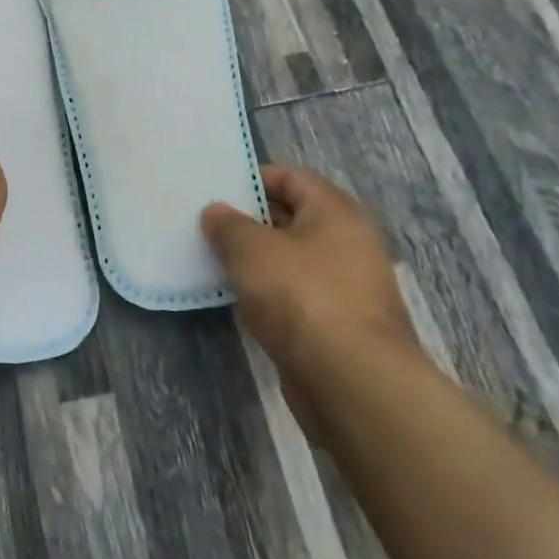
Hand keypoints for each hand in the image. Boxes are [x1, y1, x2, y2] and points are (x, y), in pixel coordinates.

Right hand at [202, 165, 423, 437]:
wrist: (353, 381)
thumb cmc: (301, 296)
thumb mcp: (251, 249)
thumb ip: (228, 224)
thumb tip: (216, 212)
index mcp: (336, 212)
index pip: (291, 177)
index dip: (252, 180)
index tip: (215, 190)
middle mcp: (349, 243)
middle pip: (291, 218)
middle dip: (249, 222)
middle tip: (206, 226)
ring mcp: (347, 287)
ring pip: (292, 261)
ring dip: (256, 262)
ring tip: (213, 261)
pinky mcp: (339, 326)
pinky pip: (296, 296)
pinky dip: (269, 295)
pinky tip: (238, 301)